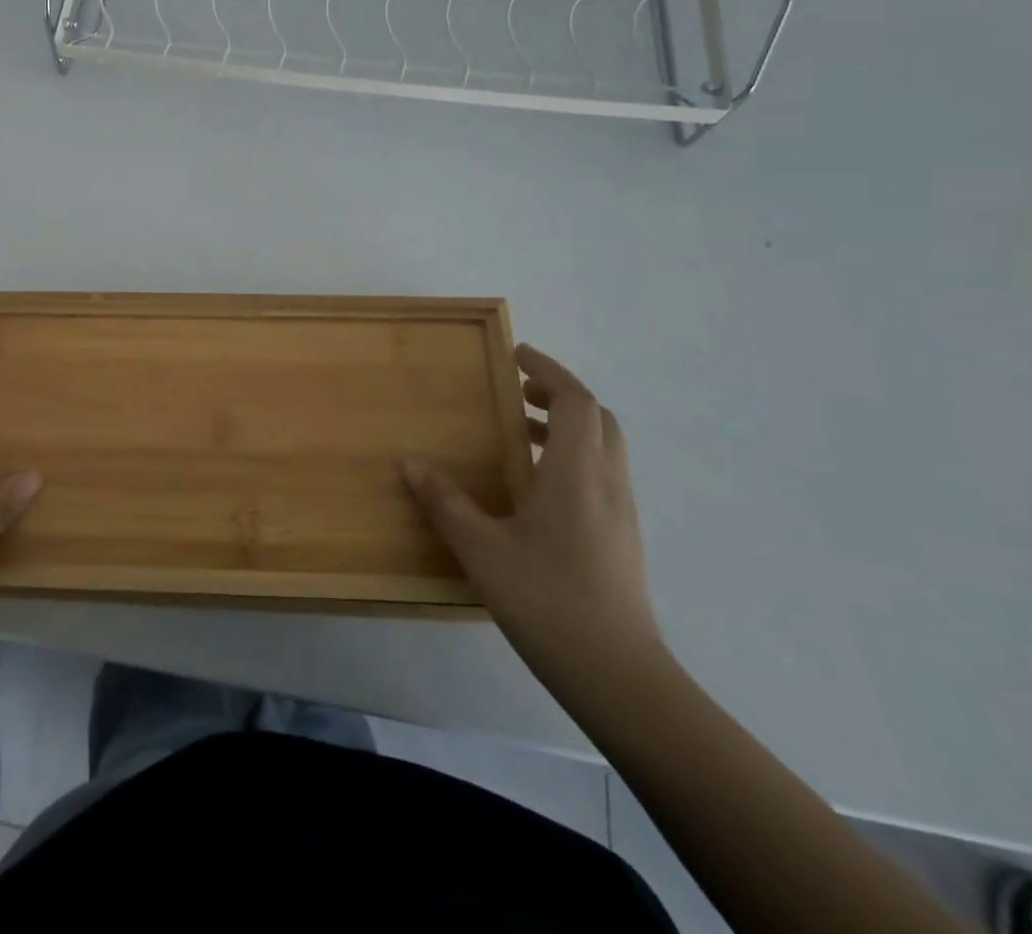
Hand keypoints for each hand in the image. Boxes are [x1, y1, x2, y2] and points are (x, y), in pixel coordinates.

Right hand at [402, 345, 661, 678]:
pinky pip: (601, 476)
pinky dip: (572, 458)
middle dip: (559, 394)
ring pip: (603, 448)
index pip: (574, 400)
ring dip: (566, 427)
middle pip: (596, 418)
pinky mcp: (622, 539)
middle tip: (517, 391)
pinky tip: (536, 488)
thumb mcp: (482, 549)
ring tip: (519, 433)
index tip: (516, 354)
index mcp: (576, 472)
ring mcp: (620, 513)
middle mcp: (606, 483)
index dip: (548, 370)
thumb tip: (409, 463)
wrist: (620, 676)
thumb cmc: (548, 601)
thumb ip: (445, 503)